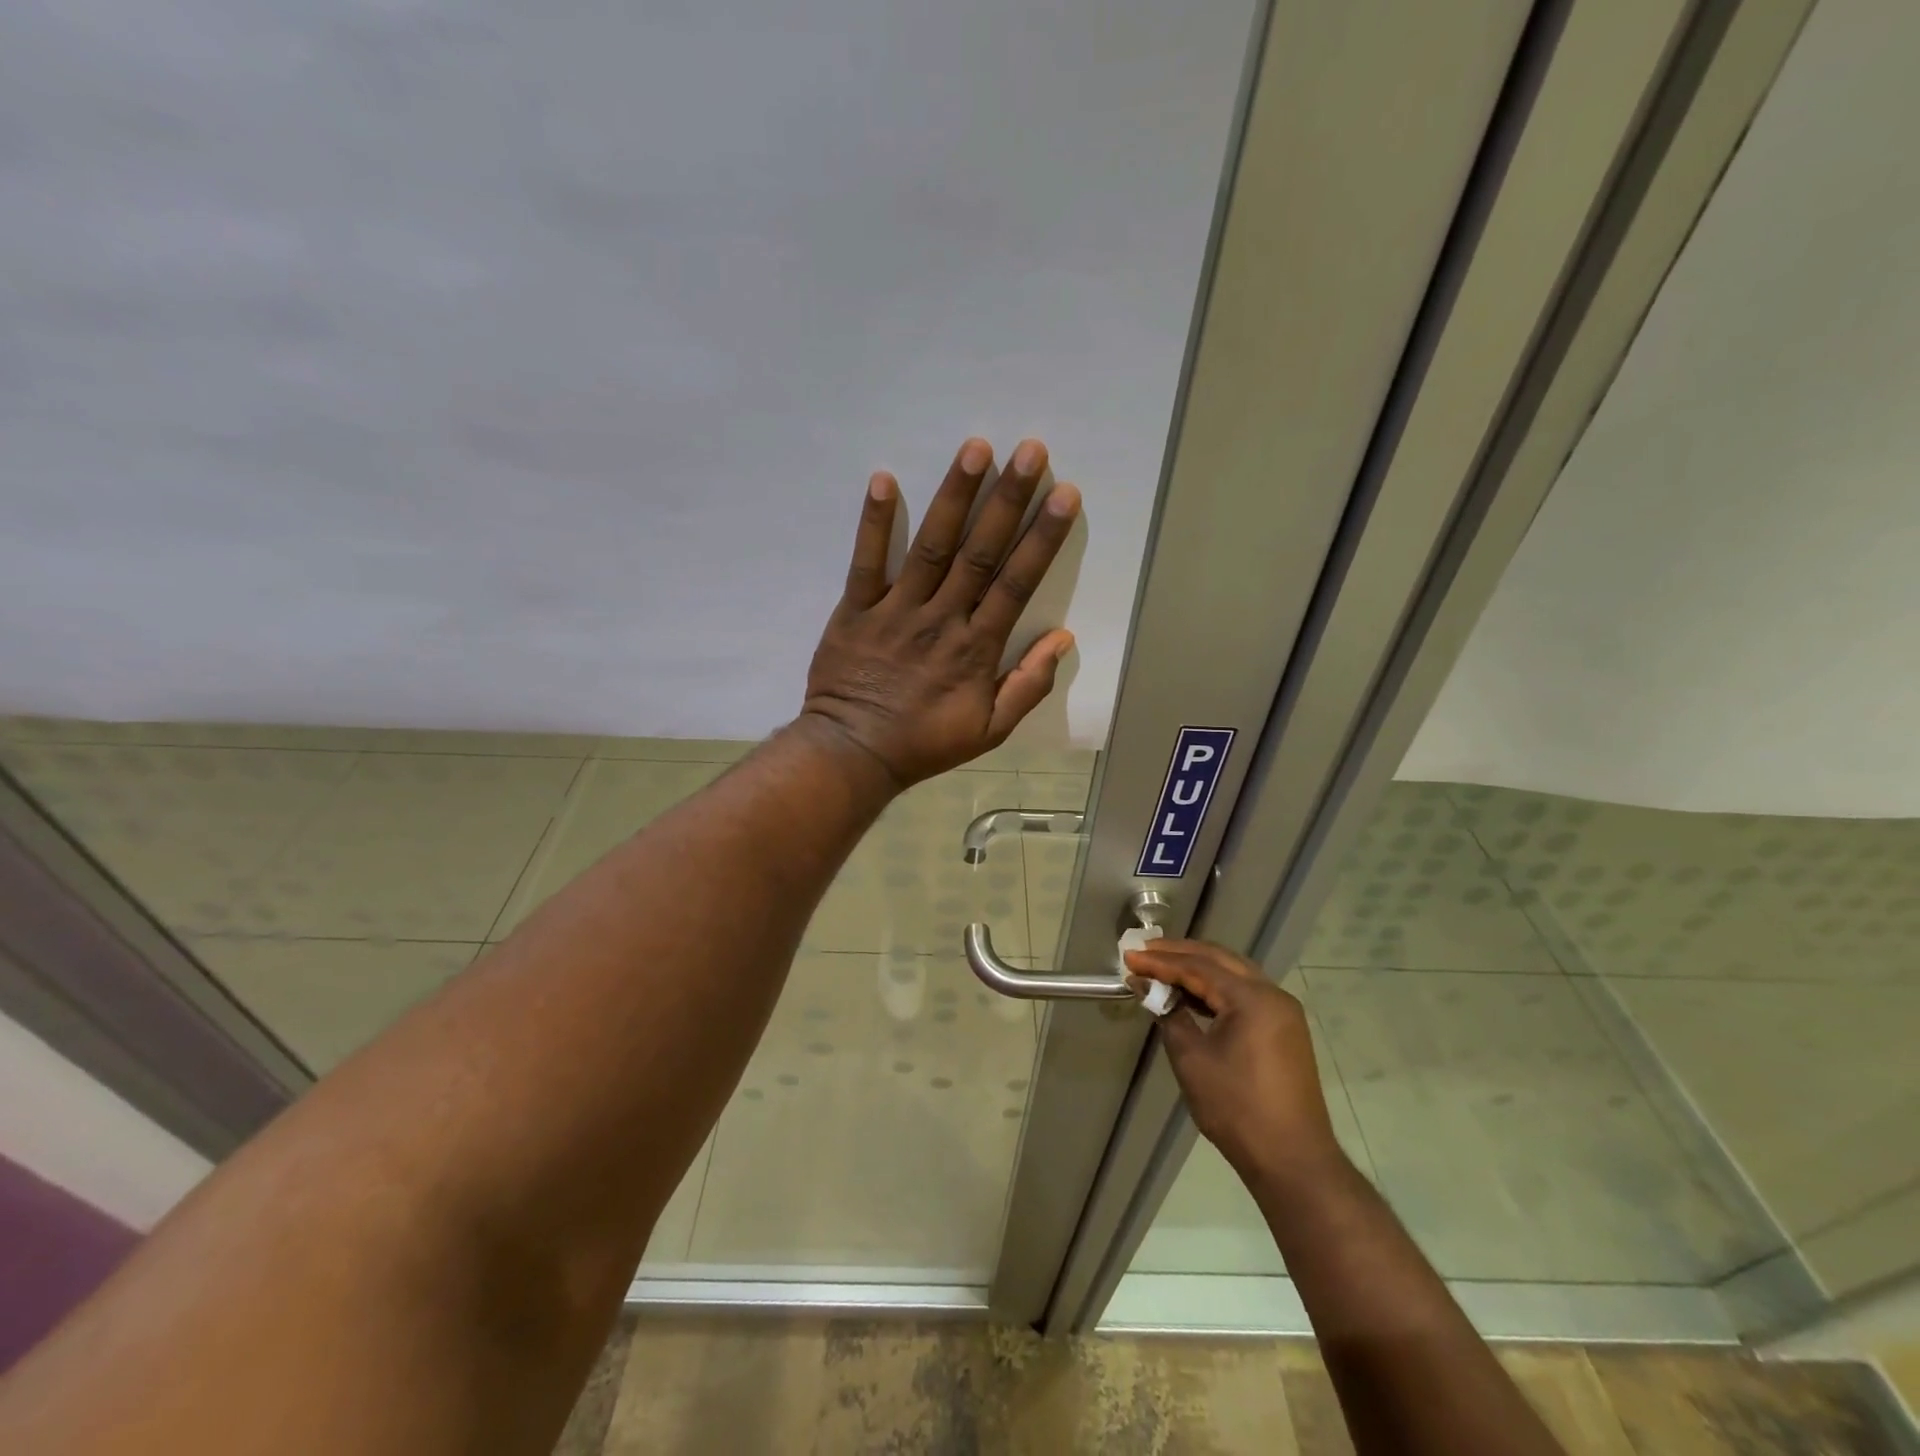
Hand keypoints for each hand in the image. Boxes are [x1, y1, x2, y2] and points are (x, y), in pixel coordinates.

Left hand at [801, 437, 1078, 786]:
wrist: (854, 754)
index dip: (1042, 537)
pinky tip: (883, 480)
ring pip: (931, 547)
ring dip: (954, 497)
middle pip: (980, 553)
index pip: (1016, 583)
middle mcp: (941, 620)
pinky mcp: (855, 610)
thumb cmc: (924, 743)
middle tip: (1030, 451)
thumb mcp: (989, 730)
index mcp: (976, 648)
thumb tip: (1063, 638)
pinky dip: (874, 523)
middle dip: (1008, 500)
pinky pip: (865, 562)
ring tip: (975, 449)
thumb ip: (1028, 685)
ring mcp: (895, 611)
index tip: (1064, 494)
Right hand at [1125, 940, 1346, 1186]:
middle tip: (1144, 952)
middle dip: (1179, 954)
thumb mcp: (1192, 1059)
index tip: (1129, 957)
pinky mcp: (1284, 1030)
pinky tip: (1191, 996)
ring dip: (1198, 969)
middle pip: (1219, 960)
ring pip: (1234, 974)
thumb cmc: (1237, 1108)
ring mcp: (1283, 1012)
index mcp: (1253, 998)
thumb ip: (1168, 1014)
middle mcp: (1272, 995)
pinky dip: (1216, 989)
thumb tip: (1146, 987)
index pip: (1198, 967)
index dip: (1160, 962)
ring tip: (1161, 969)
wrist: (1293, 1161)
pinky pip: (1245, 995)